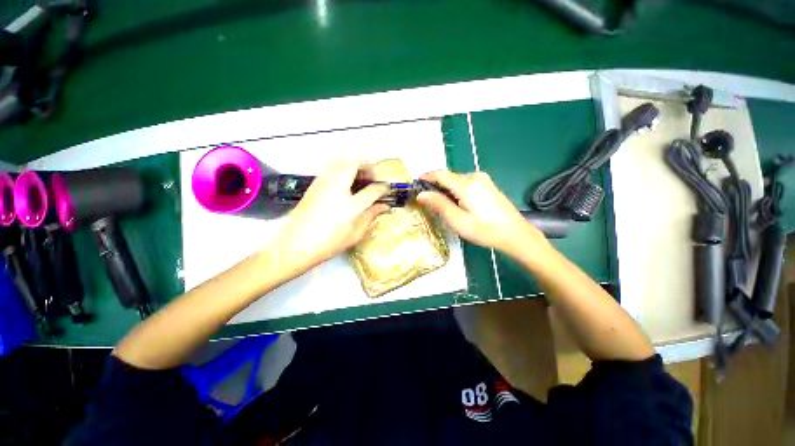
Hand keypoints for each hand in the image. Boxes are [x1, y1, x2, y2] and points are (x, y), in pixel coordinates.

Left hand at [273, 159, 389, 269]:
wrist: (295, 245)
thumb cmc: (328, 243)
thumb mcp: (355, 234)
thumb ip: (371, 216)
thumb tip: (384, 207)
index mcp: (350, 205)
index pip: (373, 189)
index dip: (383, 187)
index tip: (387, 189)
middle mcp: (337, 188)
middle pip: (355, 164)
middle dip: (368, 167)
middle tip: (372, 178)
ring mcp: (323, 183)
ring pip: (341, 161)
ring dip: (354, 165)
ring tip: (360, 179)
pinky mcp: (314, 184)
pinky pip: (332, 168)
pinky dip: (343, 169)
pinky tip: (345, 184)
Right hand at [417, 170, 546, 256]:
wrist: (515, 234)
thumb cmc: (485, 230)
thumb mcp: (458, 221)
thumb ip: (439, 205)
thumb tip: (421, 194)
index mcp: (466, 185)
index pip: (440, 174)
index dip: (426, 177)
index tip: (415, 184)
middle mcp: (474, 177)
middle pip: (448, 177)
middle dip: (435, 186)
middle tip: (427, 201)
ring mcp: (483, 179)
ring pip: (456, 180)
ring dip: (446, 189)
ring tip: (441, 205)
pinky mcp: (487, 184)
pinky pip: (465, 183)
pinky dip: (456, 190)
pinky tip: (456, 204)